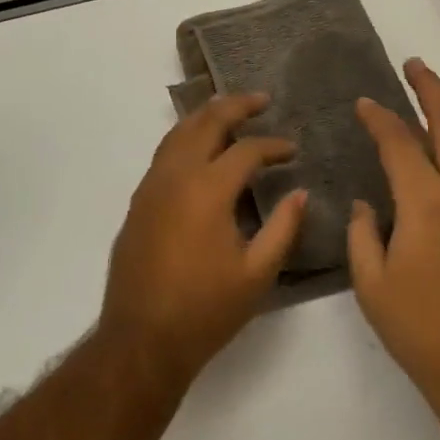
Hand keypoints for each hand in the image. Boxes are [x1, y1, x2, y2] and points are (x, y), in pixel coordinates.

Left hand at [100, 93, 306, 389]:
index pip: (246, 150)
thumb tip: (300, 193)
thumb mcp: (257, 274)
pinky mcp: (138, 201)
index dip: (274, 146)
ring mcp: (151, 186)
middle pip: (206, 122)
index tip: (293, 150)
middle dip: (236, 106)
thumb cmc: (205, 310)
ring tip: (230, 110)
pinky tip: (199, 148)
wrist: (141, 339)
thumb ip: (283, 228)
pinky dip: (186, 137)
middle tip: (261, 99)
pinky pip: (164, 153)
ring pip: (178, 132)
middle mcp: (176, 176)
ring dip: (206, 116)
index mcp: (207, 190)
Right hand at [347, 60, 439, 430]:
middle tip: (414, 67)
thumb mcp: (373, 286)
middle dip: (431, 88)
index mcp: (428, 202)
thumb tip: (368, 205)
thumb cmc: (424, 332)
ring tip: (438, 94)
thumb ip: (363, 235)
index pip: (400, 141)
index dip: (380, 118)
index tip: (365, 103)